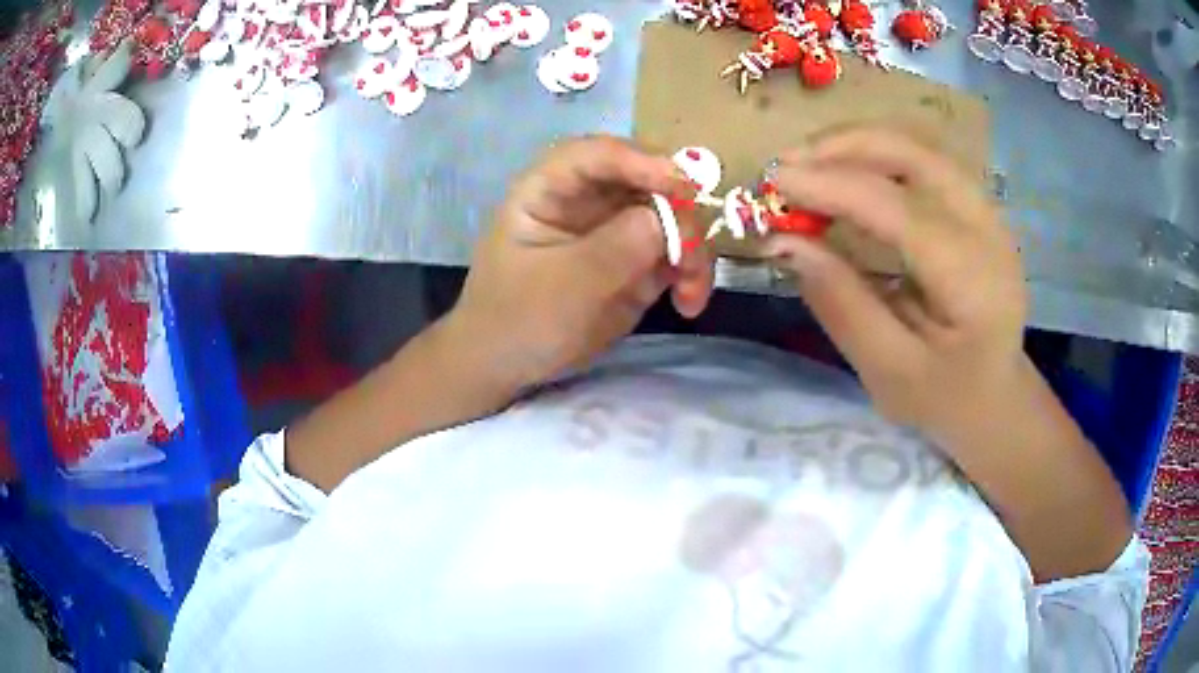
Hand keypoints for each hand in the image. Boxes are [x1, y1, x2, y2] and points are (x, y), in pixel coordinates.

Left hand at [447, 136, 714, 388]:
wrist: (507, 366)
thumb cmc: (517, 320)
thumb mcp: (563, 285)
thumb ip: (615, 248)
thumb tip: (666, 219)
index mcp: (550, 188)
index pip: (598, 154)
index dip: (641, 161)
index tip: (680, 187)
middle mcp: (587, 199)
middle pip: (646, 179)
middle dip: (678, 211)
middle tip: (691, 255)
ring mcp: (614, 229)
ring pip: (670, 216)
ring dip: (692, 248)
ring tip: (692, 294)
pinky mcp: (635, 261)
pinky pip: (674, 252)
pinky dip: (690, 272)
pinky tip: (690, 303)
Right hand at [765, 127, 1026, 444]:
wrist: (996, 398)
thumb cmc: (945, 398)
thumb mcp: (889, 371)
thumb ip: (841, 305)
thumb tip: (784, 242)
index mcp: (973, 280)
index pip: (900, 209)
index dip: (834, 187)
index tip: (773, 182)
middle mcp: (988, 230)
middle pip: (916, 155)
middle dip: (846, 146)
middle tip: (787, 163)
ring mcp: (986, 213)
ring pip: (918, 148)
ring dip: (858, 144)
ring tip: (808, 162)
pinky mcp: (975, 209)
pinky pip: (922, 162)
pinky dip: (877, 156)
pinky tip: (845, 172)